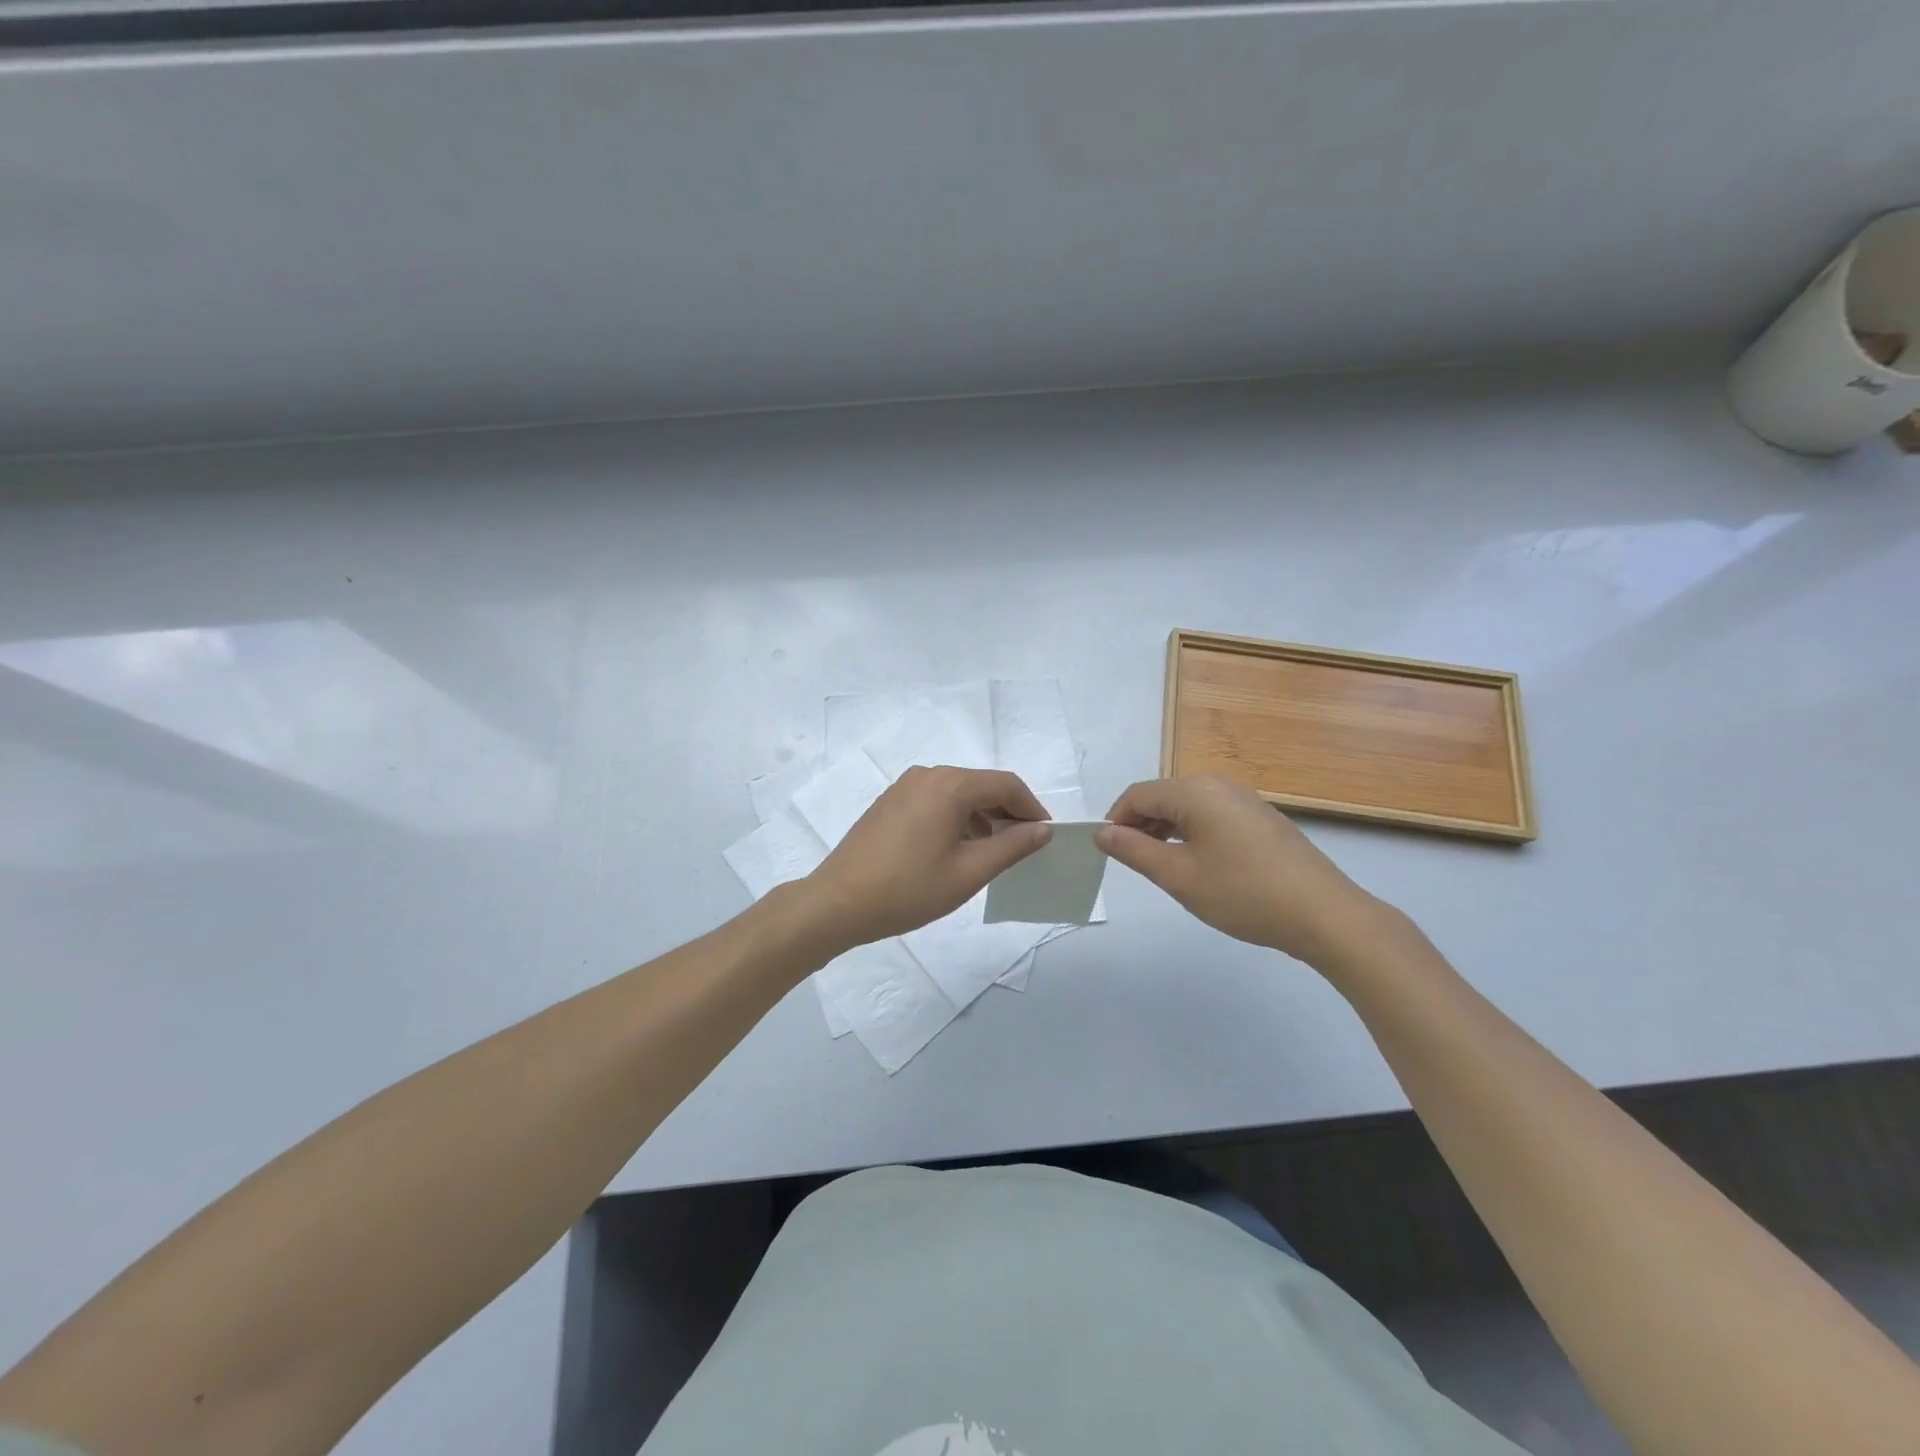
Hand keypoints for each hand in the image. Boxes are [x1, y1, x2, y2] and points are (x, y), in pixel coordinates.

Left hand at [807, 766, 1051, 948]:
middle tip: (1024, 846)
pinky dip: (955, 818)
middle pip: (980, 785)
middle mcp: (927, 776)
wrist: (837, 903)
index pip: (1005, 785)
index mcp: (949, 785)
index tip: (1046, 835)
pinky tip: (957, 849)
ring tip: (993, 852)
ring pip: (957, 793)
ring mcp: (904, 787)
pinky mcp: (889, 802)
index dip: (1031, 808)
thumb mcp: (969, 872)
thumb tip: (1042, 829)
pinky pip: (934, 801)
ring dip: (981, 816)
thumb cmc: (908, 889)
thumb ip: (1011, 846)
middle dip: (1007, 812)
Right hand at [1095, 774, 1387, 968]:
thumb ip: (1134, 851)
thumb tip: (1102, 832)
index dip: (1115, 821)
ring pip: (1188, 807)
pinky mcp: (1261, 817)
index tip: (1107, 853)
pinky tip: (1199, 865)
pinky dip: (1193, 834)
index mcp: (1195, 791)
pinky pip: (1212, 815)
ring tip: (1163, 868)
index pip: (1138, 795)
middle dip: (1140, 826)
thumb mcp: (1179, 877)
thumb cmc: (1243, 894)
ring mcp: (1244, 799)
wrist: (1324, 914)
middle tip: (1133, 865)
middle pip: (1163, 797)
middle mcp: (1218, 784)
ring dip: (1165, 831)